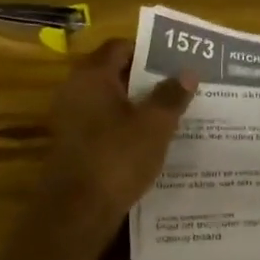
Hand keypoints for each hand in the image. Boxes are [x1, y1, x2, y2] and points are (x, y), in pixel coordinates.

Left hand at [39, 39, 195, 222]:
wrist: (77, 212)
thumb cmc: (117, 157)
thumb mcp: (155, 125)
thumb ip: (172, 96)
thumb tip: (188, 72)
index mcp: (92, 76)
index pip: (121, 47)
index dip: (150, 51)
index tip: (177, 61)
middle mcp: (76, 91)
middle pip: (116, 74)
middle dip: (149, 79)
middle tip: (182, 86)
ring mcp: (72, 120)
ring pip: (112, 102)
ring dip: (140, 106)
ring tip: (174, 113)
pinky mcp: (75, 146)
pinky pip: (106, 125)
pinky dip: (128, 127)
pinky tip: (153, 141)